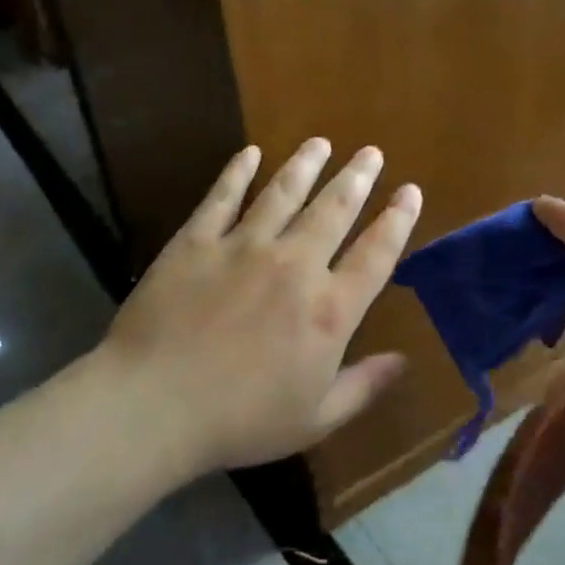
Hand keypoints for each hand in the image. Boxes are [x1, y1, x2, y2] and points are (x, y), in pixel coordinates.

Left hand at [95, 139, 421, 473]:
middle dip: (357, 178)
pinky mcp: (196, 243)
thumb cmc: (241, 420)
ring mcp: (243, 248)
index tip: (410, 192)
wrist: (154, 407)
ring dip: (305, 165)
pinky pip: (222, 198)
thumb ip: (363, 386)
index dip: (398, 220)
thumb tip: (404, 361)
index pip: (375, 254)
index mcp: (329, 310)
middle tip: (371, 151)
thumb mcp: (315, 418)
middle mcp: (294, 266)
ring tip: (320, 143)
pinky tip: (249, 153)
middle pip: (334, 210)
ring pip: (283, 194)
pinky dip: (237, 173)